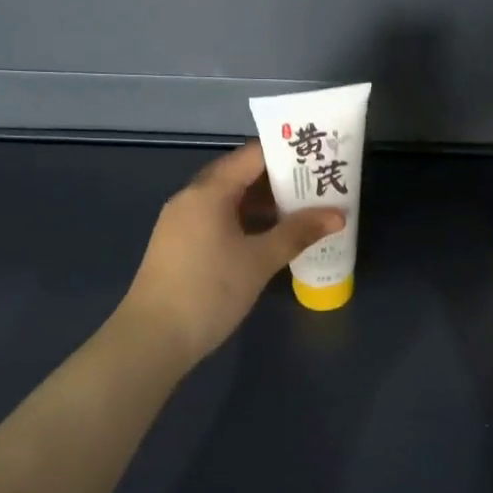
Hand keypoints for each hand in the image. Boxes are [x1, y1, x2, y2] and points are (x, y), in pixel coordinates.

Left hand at [117, 142, 344, 366]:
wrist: (153, 338)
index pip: (252, 155)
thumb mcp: (260, 261)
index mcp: (208, 191)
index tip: (318, 155)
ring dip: (264, 203)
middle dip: (279, 179)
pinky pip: (219, 219)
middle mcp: (192, 198)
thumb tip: (338, 215)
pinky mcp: (181, 245)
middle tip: (318, 183)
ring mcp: (183, 222)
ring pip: (230, 200)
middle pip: (240, 175)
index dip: (286, 153)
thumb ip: (298, 233)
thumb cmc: (209, 291)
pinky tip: (271, 237)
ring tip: (303, 210)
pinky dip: (246, 221)